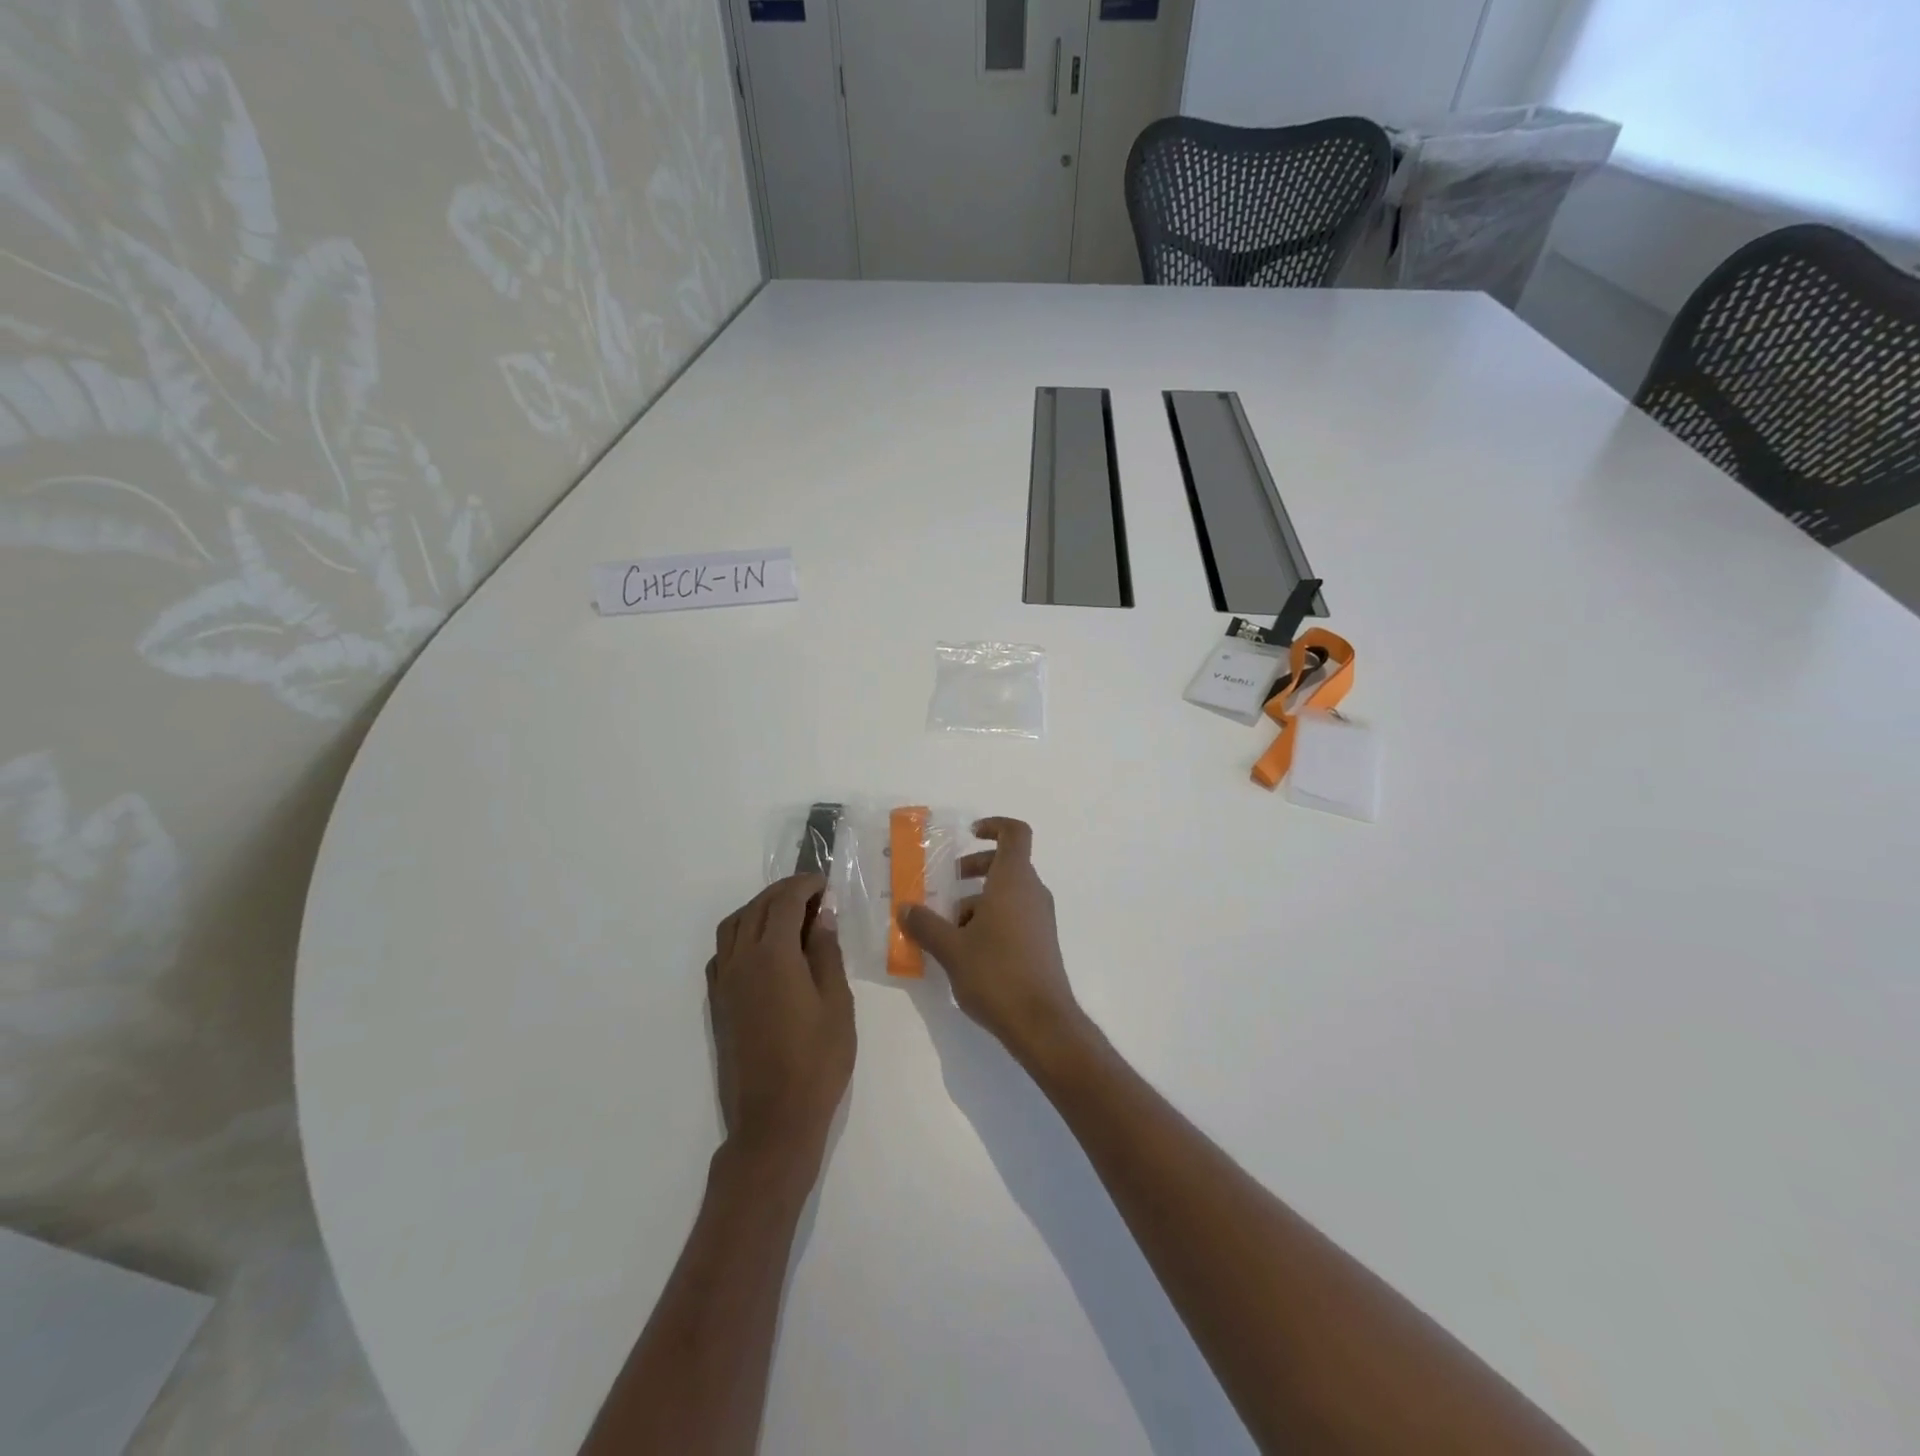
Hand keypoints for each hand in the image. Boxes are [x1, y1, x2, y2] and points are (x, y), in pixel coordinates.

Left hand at [707, 875, 855, 1169]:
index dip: (805, 885)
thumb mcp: (837, 1003)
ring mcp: (724, 982)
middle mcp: (741, 960)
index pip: (784, 901)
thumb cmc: (817, 1061)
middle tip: (813, 893)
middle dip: (784, 892)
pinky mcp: (718, 1003)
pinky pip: (723, 952)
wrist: (774, 1120)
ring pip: (734, 926)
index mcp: (773, 955)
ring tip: (789, 915)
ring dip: (759, 909)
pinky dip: (741, 934)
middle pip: (757, 908)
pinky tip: (763, 949)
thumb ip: (827, 953)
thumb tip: (821, 916)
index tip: (826, 883)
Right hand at [896, 818, 1086, 1067]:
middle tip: (946, 886)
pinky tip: (966, 951)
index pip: (1015, 833)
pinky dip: (991, 919)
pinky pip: (1014, 916)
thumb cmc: (996, 974)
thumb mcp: (951, 949)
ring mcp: (1040, 919)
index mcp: (1013, 881)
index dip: (994, 826)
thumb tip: (905, 908)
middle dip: (974, 869)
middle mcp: (1032, 892)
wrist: (1042, 1023)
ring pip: (1008, 893)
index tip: (969, 834)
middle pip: (1006, 864)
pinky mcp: (1041, 943)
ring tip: (947, 928)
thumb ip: (925, 924)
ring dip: (977, 900)